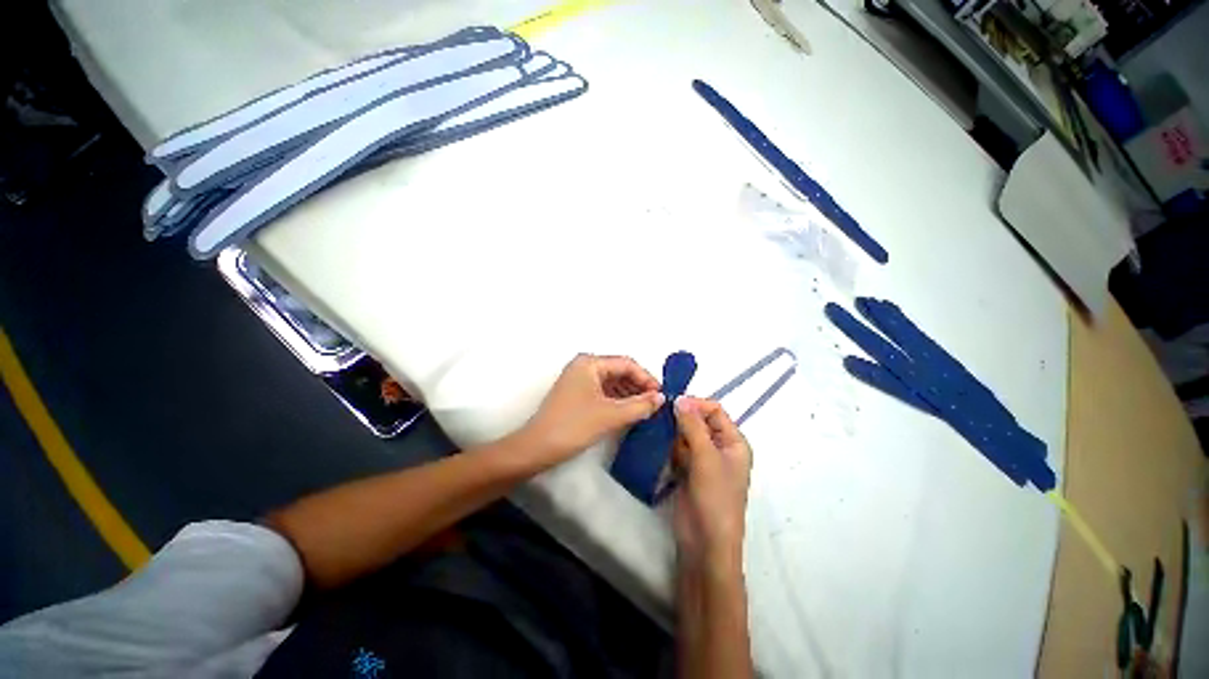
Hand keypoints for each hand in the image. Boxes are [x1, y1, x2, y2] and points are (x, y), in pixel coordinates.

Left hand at [519, 354, 664, 466]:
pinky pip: (603, 392)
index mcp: (590, 363)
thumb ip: (640, 405)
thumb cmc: (573, 426)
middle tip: (656, 404)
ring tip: (646, 409)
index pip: (626, 363)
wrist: (537, 448)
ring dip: (629, 394)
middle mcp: (584, 366)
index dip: (646, 378)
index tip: (662, 395)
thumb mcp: (611, 415)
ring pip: (612, 382)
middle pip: (619, 371)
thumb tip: (661, 398)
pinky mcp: (576, 394)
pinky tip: (629, 412)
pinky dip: (618, 400)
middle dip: (638, 386)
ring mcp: (578, 380)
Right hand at [671, 397, 752, 570]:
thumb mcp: (706, 458)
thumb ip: (693, 426)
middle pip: (698, 421)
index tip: (672, 403)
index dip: (695, 404)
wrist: (704, 543)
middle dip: (681, 418)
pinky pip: (677, 449)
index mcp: (733, 442)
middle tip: (660, 417)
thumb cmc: (715, 498)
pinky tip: (657, 445)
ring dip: (672, 432)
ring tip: (657, 432)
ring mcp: (702, 460)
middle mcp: (719, 447)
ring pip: (685, 434)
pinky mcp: (687, 470)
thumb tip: (680, 399)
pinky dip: (668, 447)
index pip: (715, 411)